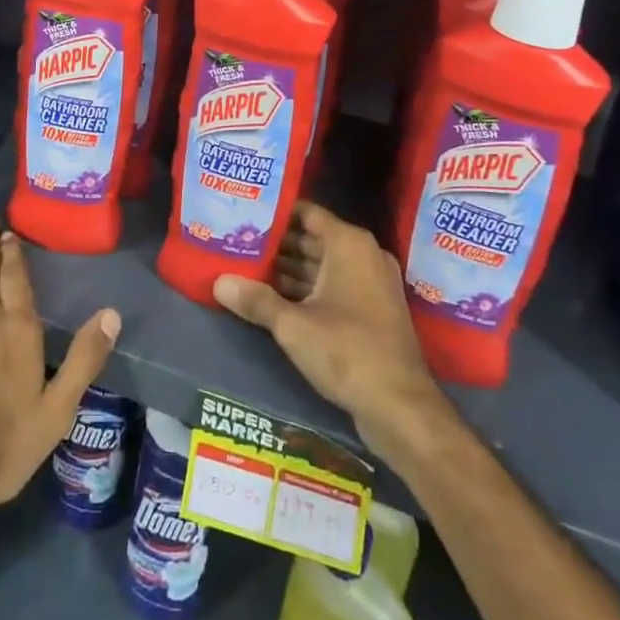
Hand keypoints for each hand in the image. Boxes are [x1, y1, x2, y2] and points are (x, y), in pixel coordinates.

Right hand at [213, 202, 442, 456]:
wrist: (401, 407)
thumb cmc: (347, 351)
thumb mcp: (293, 326)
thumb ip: (256, 300)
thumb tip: (218, 282)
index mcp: (349, 244)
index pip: (306, 213)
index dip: (275, 212)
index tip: (245, 213)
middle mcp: (363, 255)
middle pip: (312, 238)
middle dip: (276, 243)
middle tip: (237, 242)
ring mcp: (370, 284)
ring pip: (321, 265)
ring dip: (288, 269)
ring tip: (246, 267)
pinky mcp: (371, 310)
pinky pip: (332, 286)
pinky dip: (306, 289)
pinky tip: (272, 297)